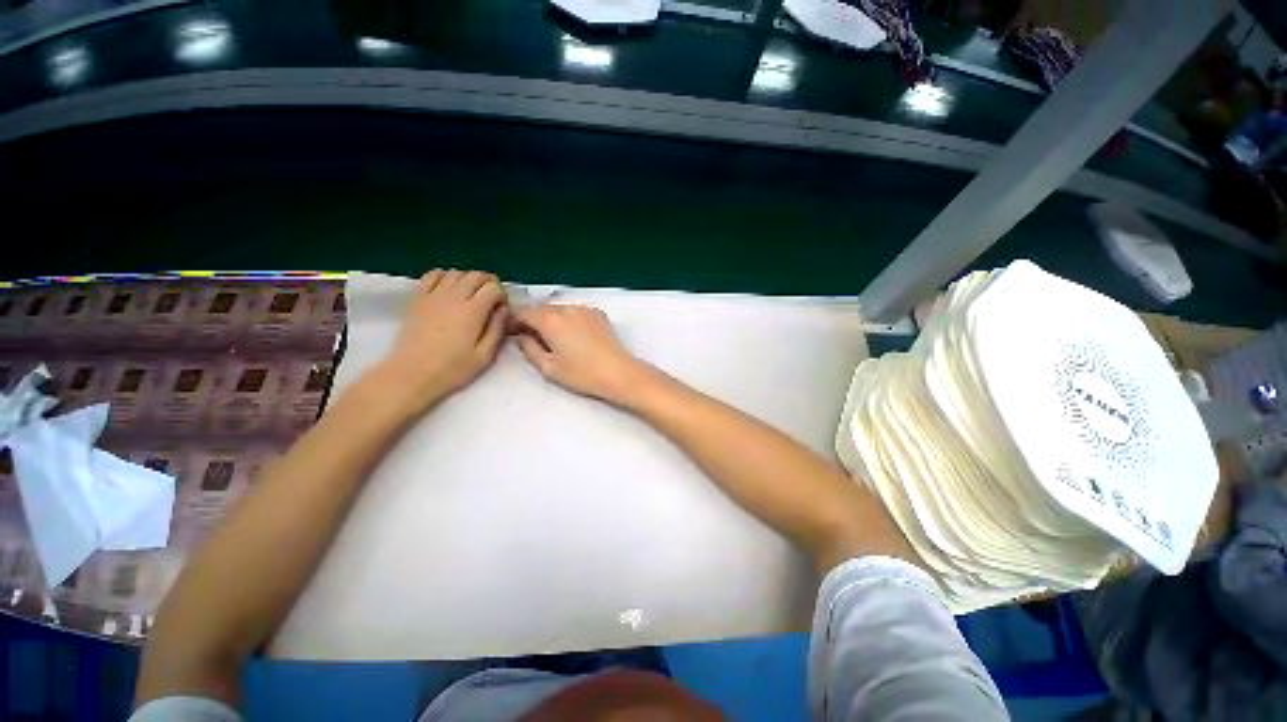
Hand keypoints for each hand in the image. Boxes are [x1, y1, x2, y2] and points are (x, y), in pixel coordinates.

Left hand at [375, 269, 507, 413]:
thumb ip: (497, 329)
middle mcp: (454, 297)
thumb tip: (505, 310)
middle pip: (476, 275)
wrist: (411, 374)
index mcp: (473, 311)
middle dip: (488, 282)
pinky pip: (433, 275)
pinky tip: (449, 288)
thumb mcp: (485, 355)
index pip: (493, 287)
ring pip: (456, 273)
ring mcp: (433, 295)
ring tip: (472, 294)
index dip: (502, 294)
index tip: (502, 307)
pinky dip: (445, 276)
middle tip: (492, 298)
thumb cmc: (453, 369)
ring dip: (468, 279)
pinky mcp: (418, 298)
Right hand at [513, 304, 649, 402]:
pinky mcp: (598, 313)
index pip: (523, 312)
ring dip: (551, 318)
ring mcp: (584, 309)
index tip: (511, 332)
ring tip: (554, 337)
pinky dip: (568, 318)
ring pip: (559, 308)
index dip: (513, 320)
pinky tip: (573, 334)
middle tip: (530, 336)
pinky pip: (575, 311)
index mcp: (550, 320)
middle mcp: (566, 308)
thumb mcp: (548, 367)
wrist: (618, 372)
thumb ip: (529, 349)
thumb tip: (520, 336)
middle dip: (532, 319)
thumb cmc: (581, 374)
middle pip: (541, 308)